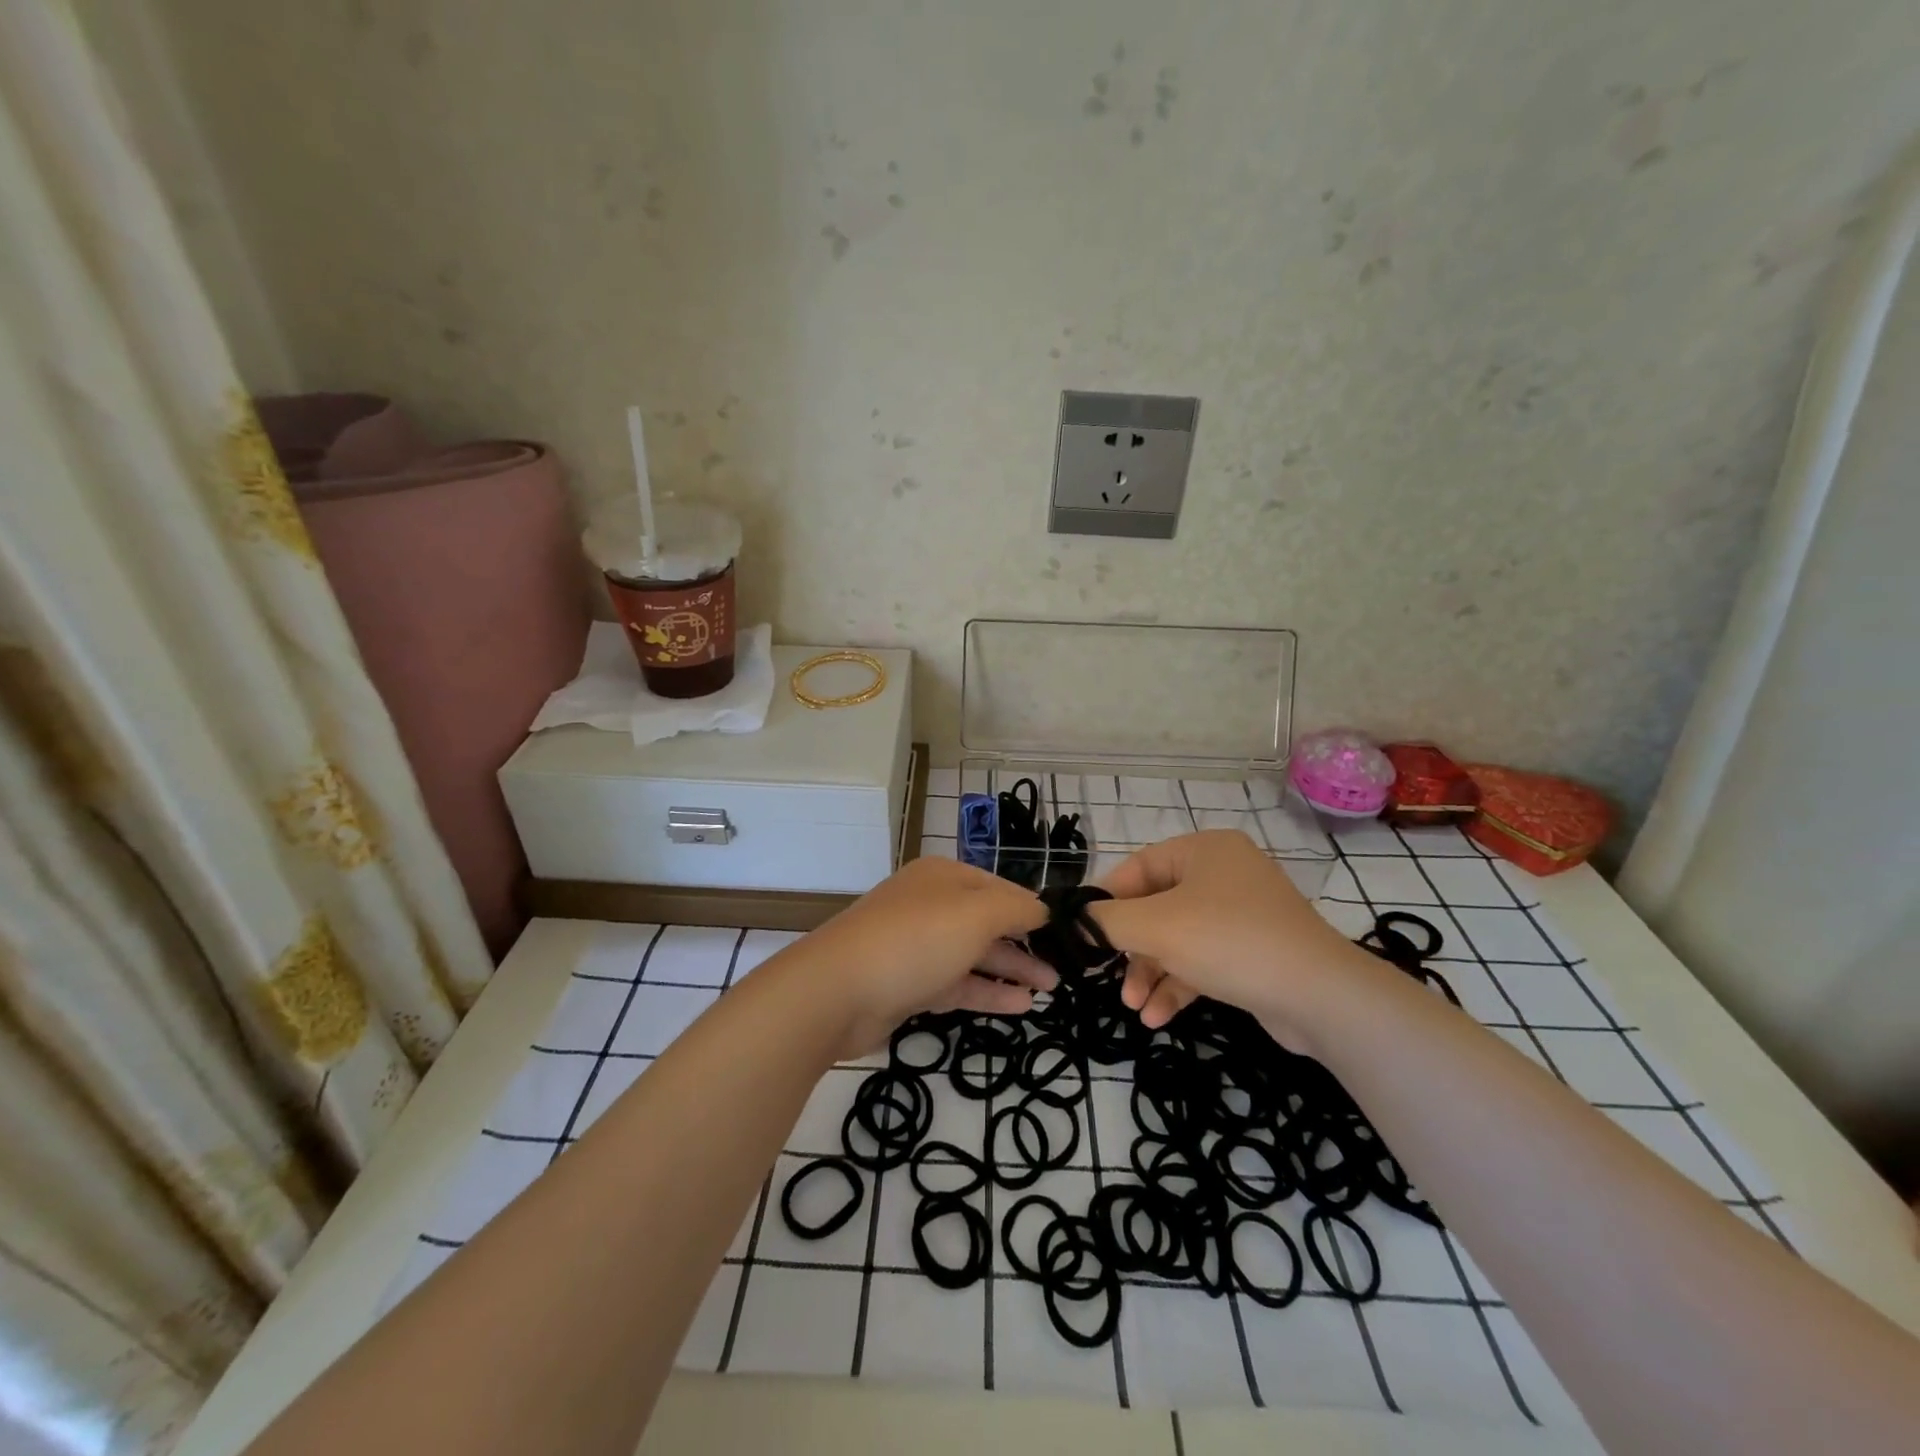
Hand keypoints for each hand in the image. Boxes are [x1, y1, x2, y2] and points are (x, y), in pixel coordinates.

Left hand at [800, 856, 1055, 1055]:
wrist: (837, 991)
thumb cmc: (914, 940)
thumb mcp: (975, 914)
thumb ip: (1016, 908)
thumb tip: (1043, 910)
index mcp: (944, 877)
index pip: (1000, 887)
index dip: (1033, 908)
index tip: (1066, 932)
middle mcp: (931, 905)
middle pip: (988, 921)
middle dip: (1026, 942)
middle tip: (1064, 968)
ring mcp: (918, 946)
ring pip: (974, 954)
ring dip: (1011, 969)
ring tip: (1049, 988)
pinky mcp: (910, 984)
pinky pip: (958, 984)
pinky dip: (988, 992)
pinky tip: (1021, 1006)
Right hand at [1087, 830, 1376, 1051]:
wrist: (1320, 996)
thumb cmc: (1228, 942)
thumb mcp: (1157, 927)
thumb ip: (1106, 920)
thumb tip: (1070, 919)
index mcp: (1204, 850)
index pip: (1138, 867)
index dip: (1106, 900)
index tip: (1082, 931)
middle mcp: (1223, 874)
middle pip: (1156, 906)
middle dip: (1131, 948)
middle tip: (1108, 975)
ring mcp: (1242, 914)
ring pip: (1178, 938)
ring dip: (1151, 972)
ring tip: (1134, 1007)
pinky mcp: (1254, 951)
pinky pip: (1202, 960)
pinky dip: (1179, 984)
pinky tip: (1158, 1018)